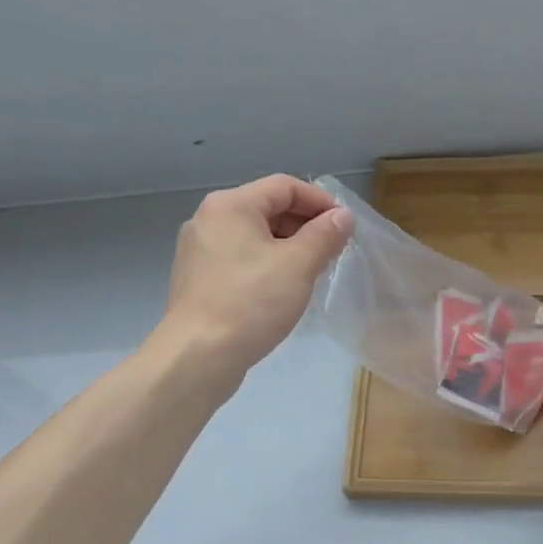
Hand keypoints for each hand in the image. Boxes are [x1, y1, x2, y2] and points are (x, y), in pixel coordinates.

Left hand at [161, 175, 352, 382]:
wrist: (197, 357)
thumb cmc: (251, 302)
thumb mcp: (299, 265)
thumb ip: (325, 235)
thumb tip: (343, 216)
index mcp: (231, 205)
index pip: (285, 186)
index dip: (320, 201)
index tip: (345, 226)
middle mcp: (209, 219)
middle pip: (268, 207)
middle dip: (305, 225)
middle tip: (333, 251)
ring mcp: (199, 250)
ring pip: (254, 235)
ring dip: (288, 247)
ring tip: (313, 272)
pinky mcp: (198, 278)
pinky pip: (240, 258)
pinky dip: (267, 264)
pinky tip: (283, 289)